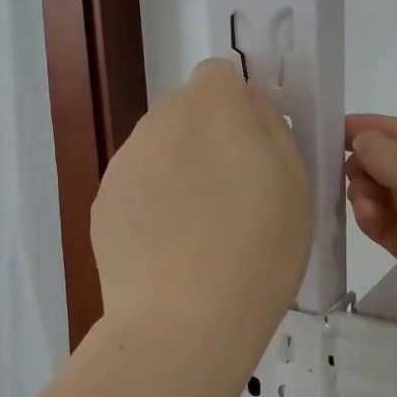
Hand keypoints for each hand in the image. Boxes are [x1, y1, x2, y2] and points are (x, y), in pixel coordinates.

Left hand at [93, 60, 311, 352]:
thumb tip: (249, 106)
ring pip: (158, 149)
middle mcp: (159, 121)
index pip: (219, 75)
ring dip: (178, 170)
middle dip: (207, 137)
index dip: (237, 106)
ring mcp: (124, 162)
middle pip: (185, 111)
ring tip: (196, 231)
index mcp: (212, 108)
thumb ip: (270, 128)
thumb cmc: (257, 252)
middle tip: (230, 196)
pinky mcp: (102, 201)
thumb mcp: (294, 184)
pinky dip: (151, 204)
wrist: (183, 321)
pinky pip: (136, 186)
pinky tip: (166, 249)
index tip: (251, 149)